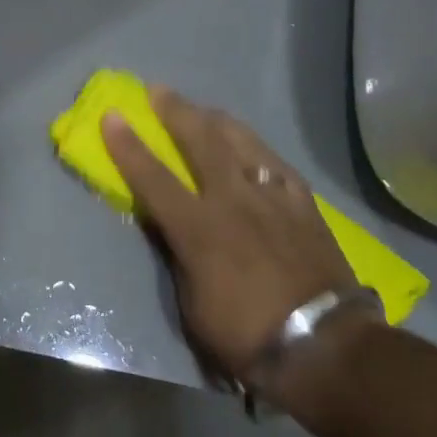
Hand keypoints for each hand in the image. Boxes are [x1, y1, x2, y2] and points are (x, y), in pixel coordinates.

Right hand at [101, 88, 363, 378]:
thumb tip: (166, 225)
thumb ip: (177, 255)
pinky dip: (257, 150)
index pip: (153, 176)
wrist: (324, 345)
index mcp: (198, 227)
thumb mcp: (192, 305)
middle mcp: (233, 199)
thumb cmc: (245, 334)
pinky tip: (253, 148)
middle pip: (200, 140)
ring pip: (242, 141)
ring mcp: (272, 197)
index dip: (128, 145)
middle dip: (175, 111)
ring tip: (204, 110)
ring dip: (216, 119)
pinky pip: (277, 163)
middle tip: (158, 90)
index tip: (112, 114)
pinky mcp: (304, 204)